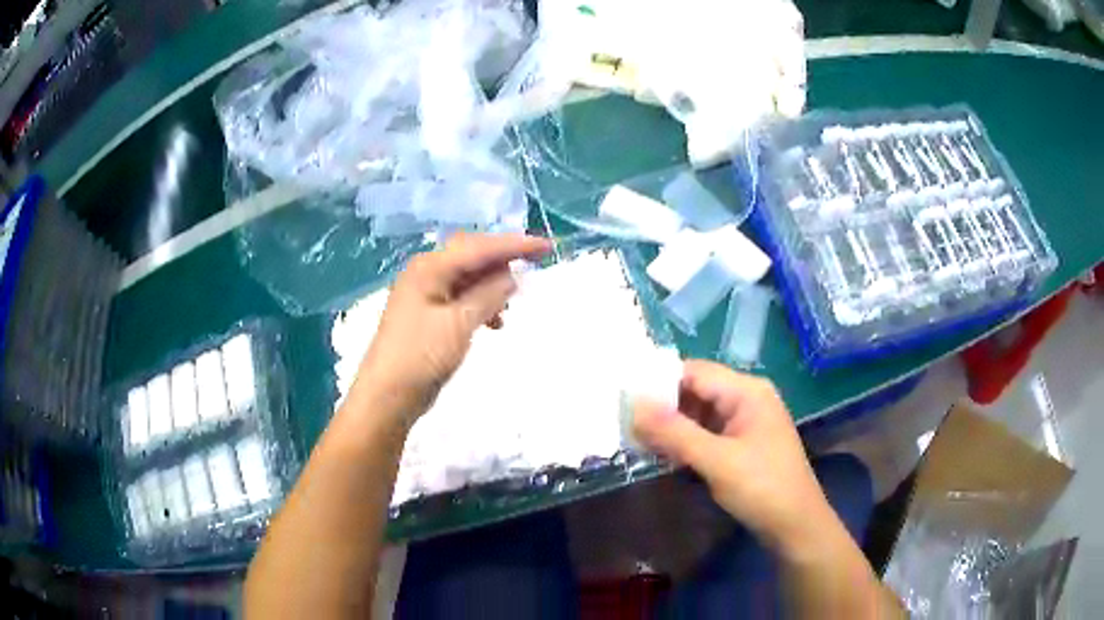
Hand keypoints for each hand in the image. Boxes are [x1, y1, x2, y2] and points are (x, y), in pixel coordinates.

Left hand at [355, 233, 551, 419]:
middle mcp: (426, 273)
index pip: (480, 248)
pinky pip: (461, 297)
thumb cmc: (421, 356)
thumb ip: (488, 295)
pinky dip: (480, 303)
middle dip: (503, 261)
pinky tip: (494, 321)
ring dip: (492, 286)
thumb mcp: (459, 323)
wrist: (387, 395)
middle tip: (534, 268)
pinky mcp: (428, 314)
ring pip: (467, 278)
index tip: (547, 247)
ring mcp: (425, 293)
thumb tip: (511, 276)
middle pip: (472, 256)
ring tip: (509, 307)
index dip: (515, 245)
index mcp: (430, 268)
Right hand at [632, 361, 834, 557]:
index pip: (694, 372)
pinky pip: (707, 432)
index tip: (623, 398)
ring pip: (699, 413)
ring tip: (638, 439)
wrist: (796, 525)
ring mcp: (745, 421)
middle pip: (696, 390)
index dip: (658, 382)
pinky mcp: (741, 443)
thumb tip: (633, 405)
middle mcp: (747, 398)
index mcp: (747, 391)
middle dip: (663, 406)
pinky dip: (686, 440)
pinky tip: (664, 454)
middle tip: (626, 423)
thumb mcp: (717, 461)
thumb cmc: (762, 488)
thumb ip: (675, 433)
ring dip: (672, 425)